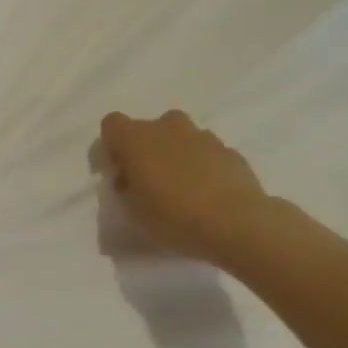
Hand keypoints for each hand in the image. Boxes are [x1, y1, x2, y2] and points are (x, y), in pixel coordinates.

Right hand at [98, 111, 271, 263]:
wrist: (235, 222)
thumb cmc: (174, 217)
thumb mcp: (134, 211)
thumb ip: (126, 187)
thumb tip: (130, 177)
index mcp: (138, 138)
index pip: (112, 124)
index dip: (112, 146)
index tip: (119, 172)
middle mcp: (168, 127)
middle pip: (149, 129)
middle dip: (146, 150)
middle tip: (149, 183)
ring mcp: (202, 135)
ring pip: (180, 137)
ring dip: (174, 156)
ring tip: (181, 190)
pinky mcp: (228, 150)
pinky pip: (205, 152)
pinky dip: (201, 166)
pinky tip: (207, 195)